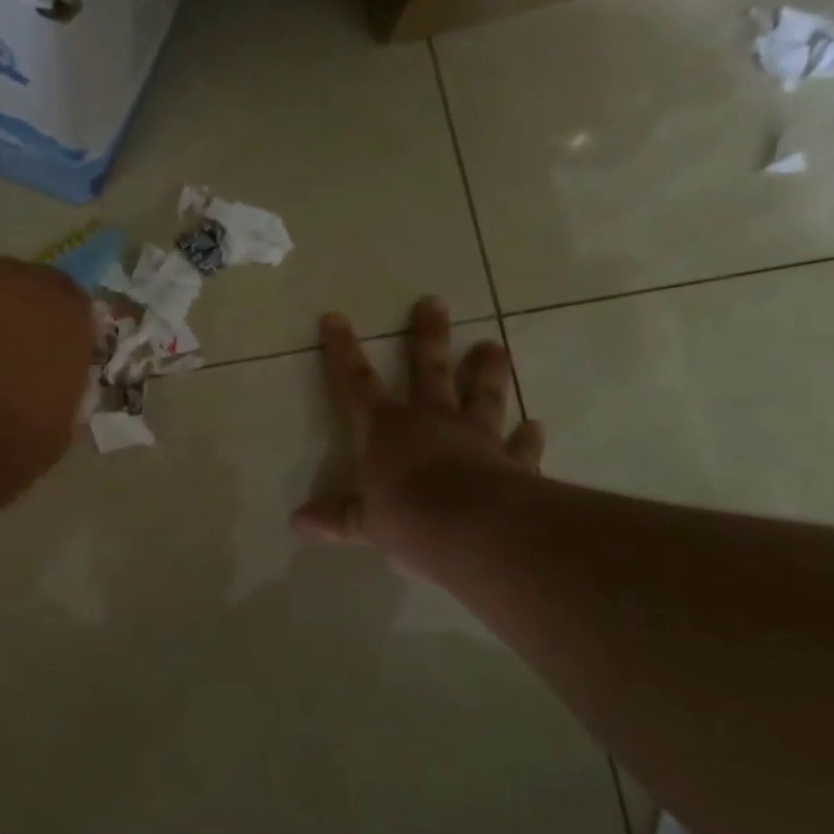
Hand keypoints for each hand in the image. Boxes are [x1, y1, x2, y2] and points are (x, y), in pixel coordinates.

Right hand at [293, 298, 543, 562]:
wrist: (476, 530)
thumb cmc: (408, 518)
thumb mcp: (364, 523)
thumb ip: (337, 517)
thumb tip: (298, 521)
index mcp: (387, 429)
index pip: (356, 383)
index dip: (342, 351)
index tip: (335, 318)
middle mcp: (432, 421)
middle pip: (428, 371)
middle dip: (427, 336)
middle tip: (433, 303)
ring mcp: (476, 438)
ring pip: (482, 396)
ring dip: (487, 371)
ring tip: (494, 346)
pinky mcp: (511, 462)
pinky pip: (519, 446)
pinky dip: (527, 436)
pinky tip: (535, 425)